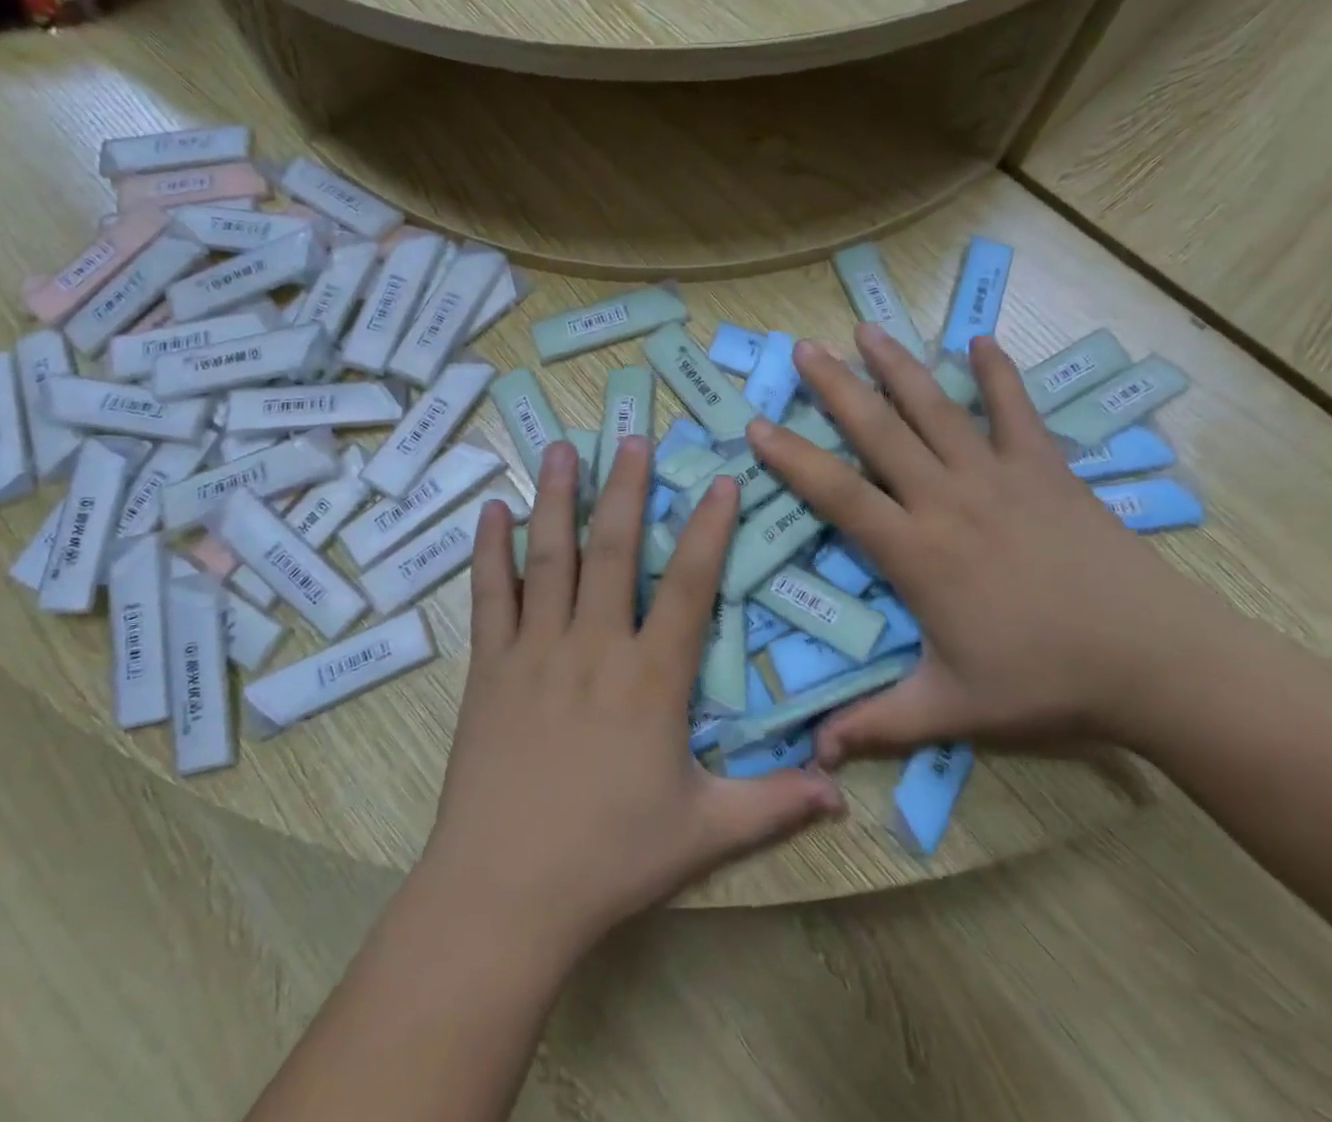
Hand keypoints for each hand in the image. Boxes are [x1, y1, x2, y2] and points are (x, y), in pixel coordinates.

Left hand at [420, 436, 843, 964]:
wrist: (504, 894)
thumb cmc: (609, 859)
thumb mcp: (703, 833)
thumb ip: (773, 804)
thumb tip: (841, 791)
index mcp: (651, 679)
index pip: (689, 587)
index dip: (709, 529)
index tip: (719, 481)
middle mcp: (595, 647)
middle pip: (615, 550)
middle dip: (627, 489)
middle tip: (633, 437)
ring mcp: (536, 651)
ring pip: (550, 557)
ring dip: (557, 498)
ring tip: (562, 448)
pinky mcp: (489, 668)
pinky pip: (490, 595)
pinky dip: (489, 550)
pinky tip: (491, 511)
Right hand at [747, 324, 1233, 762]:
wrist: (1154, 662)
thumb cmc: (1044, 682)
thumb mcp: (951, 709)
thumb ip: (877, 725)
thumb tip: (814, 758)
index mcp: (917, 551)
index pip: (837, 493)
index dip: (792, 458)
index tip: (756, 425)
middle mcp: (947, 499)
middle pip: (880, 431)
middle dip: (836, 387)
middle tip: (803, 348)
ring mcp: (998, 476)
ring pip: (936, 410)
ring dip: (898, 367)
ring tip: (866, 330)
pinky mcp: (1046, 469)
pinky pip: (1016, 411)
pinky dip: (997, 374)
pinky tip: (980, 340)